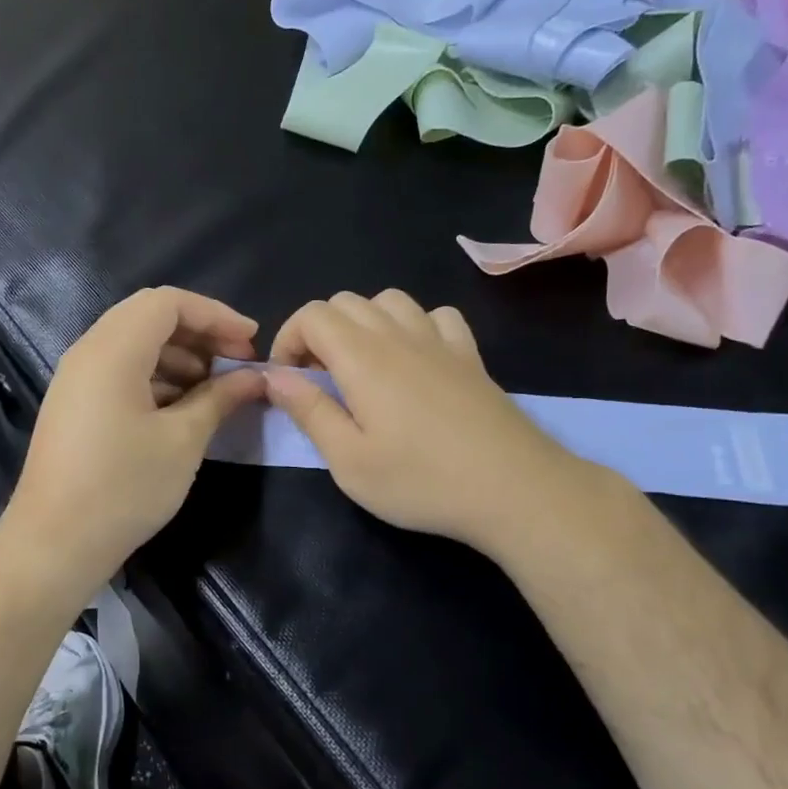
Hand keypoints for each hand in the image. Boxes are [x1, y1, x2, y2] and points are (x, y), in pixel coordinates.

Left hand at [2, 287, 265, 585]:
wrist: (55, 544)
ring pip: (135, 345)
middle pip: (150, 317)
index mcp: (113, 350)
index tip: (251, 343)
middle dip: (200, 334)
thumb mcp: (182, 441)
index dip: (216, 315)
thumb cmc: (124, 488)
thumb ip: (220, 398)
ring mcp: (76, 379)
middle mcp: (88, 352)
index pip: (168, 302)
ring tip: (216, 390)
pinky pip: (120, 371)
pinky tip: (183, 408)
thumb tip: (254, 377)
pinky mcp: (75, 405)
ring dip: (180, 357)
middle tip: (237, 364)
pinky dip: (156, 377)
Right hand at [265, 289, 611, 556]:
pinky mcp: (471, 356)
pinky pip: (436, 316)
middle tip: (319, 381)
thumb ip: (309, 411)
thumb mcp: (349, 460)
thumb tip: (274, 376)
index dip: (288, 340)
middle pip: (346, 301)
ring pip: (390, 300)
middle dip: (318, 332)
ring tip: (361, 368)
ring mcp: (440, 341)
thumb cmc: (421, 481)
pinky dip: (414, 326)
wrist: (513, 488)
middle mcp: (399, 335)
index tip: (287, 382)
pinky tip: (415, 360)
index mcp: (362, 357)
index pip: (312, 315)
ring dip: (363, 324)